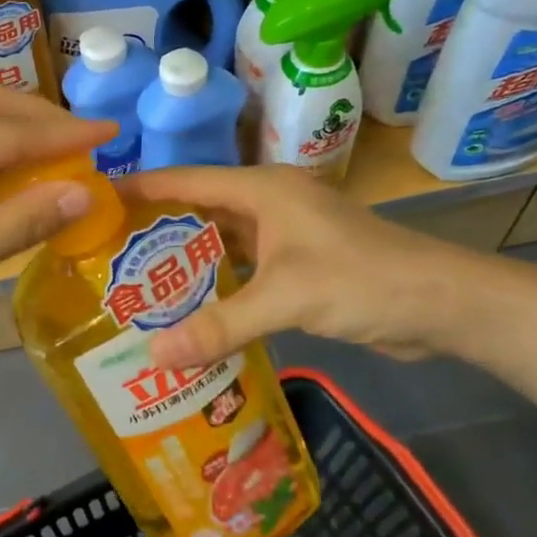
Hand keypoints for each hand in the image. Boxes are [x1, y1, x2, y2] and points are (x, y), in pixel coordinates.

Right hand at [117, 165, 489, 369]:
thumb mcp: (286, 299)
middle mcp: (269, 204)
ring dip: (186, 263)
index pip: (185, 181)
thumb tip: (153, 355)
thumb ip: (219, 326)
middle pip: (199, 211)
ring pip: (221, 243)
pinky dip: (217, 287)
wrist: (441, 303)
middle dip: (156, 232)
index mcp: (262, 190)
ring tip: (136, 287)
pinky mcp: (298, 266)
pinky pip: (243, 270)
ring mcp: (285, 236)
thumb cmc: (362, 281)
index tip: (96, 202)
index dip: (141, 188)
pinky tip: (190, 312)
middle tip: (107, 257)